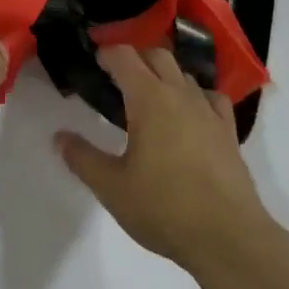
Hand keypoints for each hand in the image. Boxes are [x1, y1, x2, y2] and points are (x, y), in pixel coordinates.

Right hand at [55, 46, 273, 272]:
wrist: (227, 236)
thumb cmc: (163, 208)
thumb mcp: (112, 187)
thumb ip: (83, 158)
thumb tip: (60, 136)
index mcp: (150, 99)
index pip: (125, 57)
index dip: (107, 53)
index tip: (94, 59)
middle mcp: (181, 94)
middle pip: (158, 56)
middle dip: (135, 58)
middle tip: (116, 77)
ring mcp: (209, 111)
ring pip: (185, 75)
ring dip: (164, 75)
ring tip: (148, 97)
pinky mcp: (229, 131)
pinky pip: (211, 97)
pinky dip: (195, 95)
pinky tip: (189, 114)